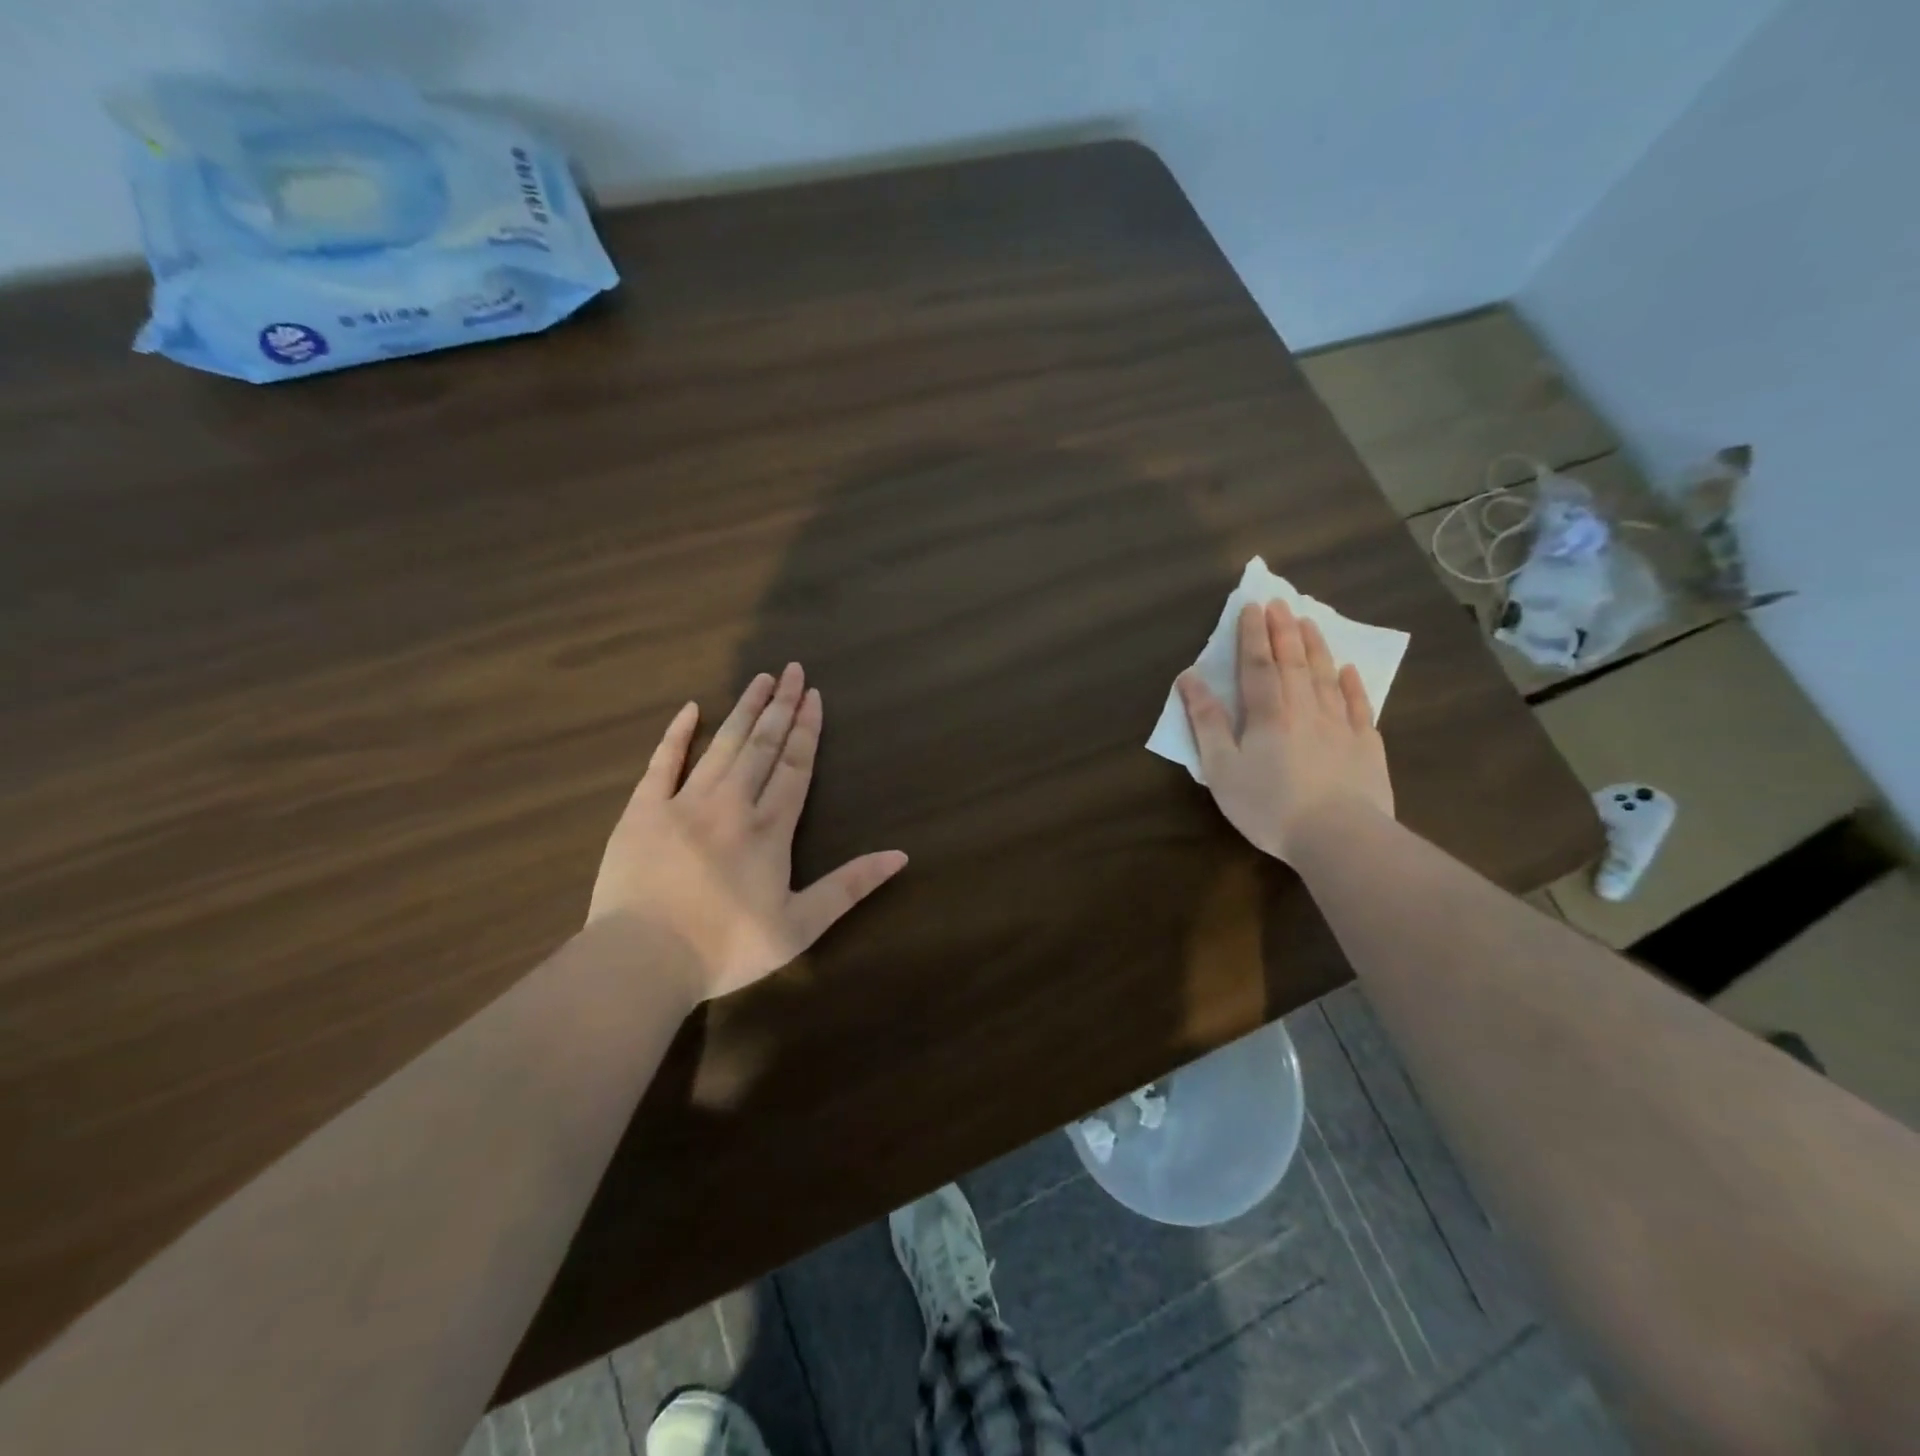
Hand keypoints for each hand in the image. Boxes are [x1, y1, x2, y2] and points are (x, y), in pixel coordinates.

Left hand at [589, 664, 908, 1001]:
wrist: (643, 960)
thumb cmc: (726, 948)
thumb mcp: (801, 926)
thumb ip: (850, 886)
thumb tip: (900, 856)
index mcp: (770, 829)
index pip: (795, 766)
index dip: (808, 730)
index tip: (815, 695)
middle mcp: (732, 803)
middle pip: (762, 745)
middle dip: (781, 706)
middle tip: (793, 670)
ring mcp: (684, 802)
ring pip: (722, 745)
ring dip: (744, 710)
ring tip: (761, 679)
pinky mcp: (643, 811)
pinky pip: (663, 762)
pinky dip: (677, 734)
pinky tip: (691, 708)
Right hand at [1178, 600, 1393, 861]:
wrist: (1338, 837)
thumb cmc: (1268, 805)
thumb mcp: (1221, 768)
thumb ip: (1206, 721)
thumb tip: (1190, 678)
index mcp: (1267, 715)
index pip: (1257, 665)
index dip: (1253, 635)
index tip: (1252, 607)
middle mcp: (1305, 709)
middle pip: (1294, 662)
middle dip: (1284, 630)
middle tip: (1280, 602)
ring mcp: (1340, 725)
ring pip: (1326, 676)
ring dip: (1316, 647)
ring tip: (1310, 622)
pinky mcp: (1366, 745)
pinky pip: (1359, 705)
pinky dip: (1353, 684)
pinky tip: (1349, 670)